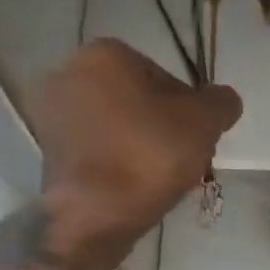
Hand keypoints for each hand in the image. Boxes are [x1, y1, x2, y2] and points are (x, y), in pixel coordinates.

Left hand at [32, 39, 241, 252]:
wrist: (95, 215)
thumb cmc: (149, 155)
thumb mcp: (204, 123)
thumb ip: (221, 103)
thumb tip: (222, 101)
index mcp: (104, 53)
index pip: (164, 77)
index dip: (188, 110)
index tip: (197, 140)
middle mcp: (68, 73)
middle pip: (136, 101)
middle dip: (160, 127)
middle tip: (180, 160)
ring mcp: (51, 115)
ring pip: (114, 126)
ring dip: (138, 146)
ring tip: (158, 179)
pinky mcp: (47, 152)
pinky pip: (95, 150)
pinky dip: (115, 163)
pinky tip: (131, 187)